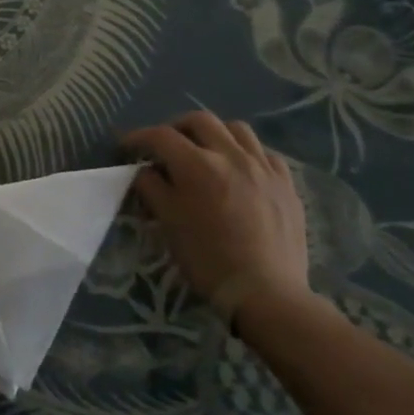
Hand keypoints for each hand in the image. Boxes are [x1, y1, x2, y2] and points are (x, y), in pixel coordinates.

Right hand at [120, 110, 309, 319]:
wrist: (267, 293)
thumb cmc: (208, 259)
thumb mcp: (168, 223)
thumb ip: (152, 188)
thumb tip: (144, 171)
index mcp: (197, 165)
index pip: (161, 136)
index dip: (139, 137)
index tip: (126, 146)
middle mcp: (231, 155)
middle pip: (199, 121)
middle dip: (176, 127)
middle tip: (165, 145)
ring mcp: (263, 167)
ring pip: (236, 129)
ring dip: (214, 133)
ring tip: (206, 150)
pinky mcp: (287, 184)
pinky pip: (265, 153)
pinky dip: (246, 153)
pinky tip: (241, 170)